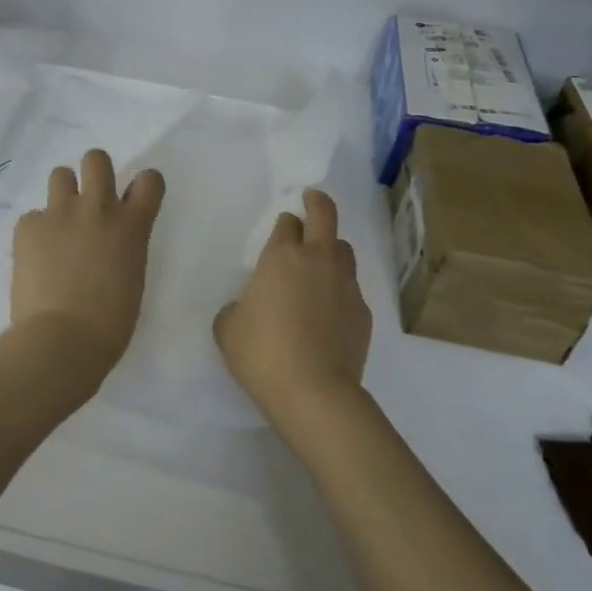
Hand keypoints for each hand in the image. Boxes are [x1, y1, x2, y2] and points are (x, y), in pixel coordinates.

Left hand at [11, 149, 165, 379]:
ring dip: (63, 194)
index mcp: (132, 225)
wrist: (63, 339)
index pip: (149, 180)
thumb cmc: (111, 323)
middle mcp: (98, 208)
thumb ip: (124, 248)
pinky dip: (36, 232)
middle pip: (97, 159)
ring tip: (59, 224)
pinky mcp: (28, 226)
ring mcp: (60, 213)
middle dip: (94, 174)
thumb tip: (108, 244)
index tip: (133, 201)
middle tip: (89, 202)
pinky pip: (32, 216)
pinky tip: (35, 258)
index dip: (142, 186)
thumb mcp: (132, 277)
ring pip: (60, 174)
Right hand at [214, 189, 371, 429]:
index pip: (287, 222)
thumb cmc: (262, 353)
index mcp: (281, 256)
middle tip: (312, 200)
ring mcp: (345, 284)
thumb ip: (237, 307)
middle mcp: (317, 260)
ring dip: (332, 249)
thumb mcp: (228, 328)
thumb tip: (249, 308)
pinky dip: (340, 290)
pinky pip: (351, 288)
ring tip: (321, 264)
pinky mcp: (363, 311)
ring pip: (344, 250)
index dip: (284, 223)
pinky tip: (329, 312)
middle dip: (318, 203)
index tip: (281, 227)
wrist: (313, 390)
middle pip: (325, 215)